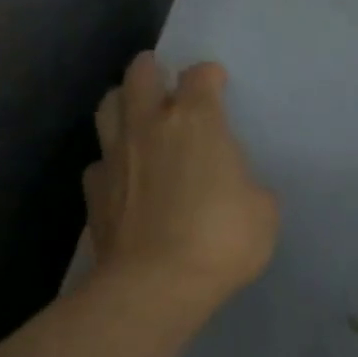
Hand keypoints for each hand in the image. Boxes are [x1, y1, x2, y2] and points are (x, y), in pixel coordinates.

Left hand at [84, 53, 278, 308]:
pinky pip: (98, 162)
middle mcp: (150, 125)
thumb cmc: (220, 239)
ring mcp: (116, 156)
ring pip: (107, 106)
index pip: (199, 75)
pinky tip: (122, 176)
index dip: (209, 75)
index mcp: (196, 120)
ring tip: (135, 114)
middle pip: (140, 74)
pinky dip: (110, 162)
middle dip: (151, 69)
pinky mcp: (94, 192)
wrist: (153, 287)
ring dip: (122, 103)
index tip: (216, 84)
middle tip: (163, 80)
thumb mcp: (263, 210)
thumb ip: (248, 184)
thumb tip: (236, 187)